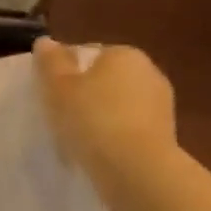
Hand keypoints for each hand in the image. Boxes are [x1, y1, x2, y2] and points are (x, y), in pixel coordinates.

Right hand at [32, 39, 176, 177]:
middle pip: (105, 79)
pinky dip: (114, 136)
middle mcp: (149, 72)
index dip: (65, 72)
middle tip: (59, 114)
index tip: (49, 92)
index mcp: (124, 54)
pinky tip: (97, 152)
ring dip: (100, 116)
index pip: (88, 54)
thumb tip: (45, 41)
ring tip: (76, 138)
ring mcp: (161, 105)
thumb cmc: (92, 118)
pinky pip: (129, 128)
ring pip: (118, 105)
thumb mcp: (58, 87)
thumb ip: (50, 61)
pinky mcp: (165, 135)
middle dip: (85, 93)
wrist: (136, 168)